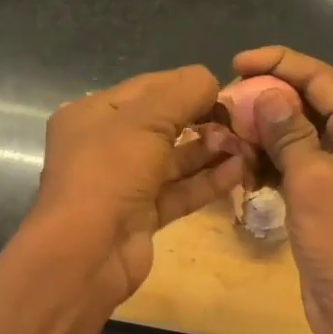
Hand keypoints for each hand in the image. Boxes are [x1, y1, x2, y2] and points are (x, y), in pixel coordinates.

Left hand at [31, 65, 247, 304]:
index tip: (226, 89)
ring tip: (246, 143)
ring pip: (172, 159)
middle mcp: (104, 145)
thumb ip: (183, 92)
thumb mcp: (145, 119)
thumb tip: (211, 80)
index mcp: (92, 114)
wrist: (86, 253)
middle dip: (201, 118)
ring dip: (209, 150)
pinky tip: (239, 170)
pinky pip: (179, 191)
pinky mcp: (142, 215)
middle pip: (161, 123)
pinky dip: (207, 181)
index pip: (146, 88)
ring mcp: (123, 182)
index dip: (185, 85)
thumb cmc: (109, 171)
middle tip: (240, 120)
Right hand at [232, 46, 332, 333]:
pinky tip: (240, 165)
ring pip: (297, 136)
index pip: (321, 78)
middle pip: (309, 104)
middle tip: (224, 101)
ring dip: (263, 132)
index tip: (236, 63)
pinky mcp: (324, 199)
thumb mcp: (313, 180)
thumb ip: (288, 133)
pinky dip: (268, 162)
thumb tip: (265, 94)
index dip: (279, 63)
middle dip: (266, 98)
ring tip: (225, 132)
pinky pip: (293, 166)